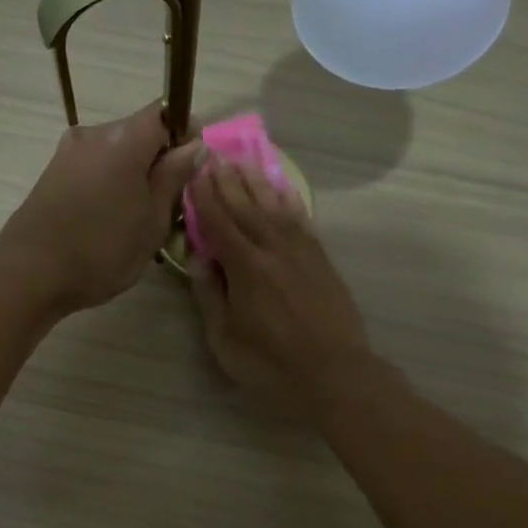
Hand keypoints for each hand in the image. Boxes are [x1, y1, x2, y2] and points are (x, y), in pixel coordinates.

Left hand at [0, 100, 202, 313]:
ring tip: (136, 219)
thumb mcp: (152, 220)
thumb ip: (174, 177)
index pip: (166, 113)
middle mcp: (94, 134)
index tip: (190, 170)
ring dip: (132, 176)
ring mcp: (68, 153)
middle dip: (158, 161)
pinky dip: (108, 185)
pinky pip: (93, 168)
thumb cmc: (102, 250)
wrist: (30, 273)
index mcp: (125, 139)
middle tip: (168, 205)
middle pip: (139, 133)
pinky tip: (107, 221)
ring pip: (115, 153)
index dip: (185, 135)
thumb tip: (194, 145)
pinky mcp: (52, 174)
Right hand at [186, 160, 375, 416]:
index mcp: (245, 267)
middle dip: (227, 180)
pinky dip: (288, 200)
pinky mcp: (320, 259)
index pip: (219, 222)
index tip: (194, 171)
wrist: (334, 373)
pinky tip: (280, 189)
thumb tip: (198, 258)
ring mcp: (301, 251)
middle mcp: (273, 249)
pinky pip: (301, 219)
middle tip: (213, 155)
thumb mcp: (224, 339)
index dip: (205, 196)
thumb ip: (209, 295)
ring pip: (274, 206)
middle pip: (246, 207)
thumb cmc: (270, 363)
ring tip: (242, 161)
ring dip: (256, 182)